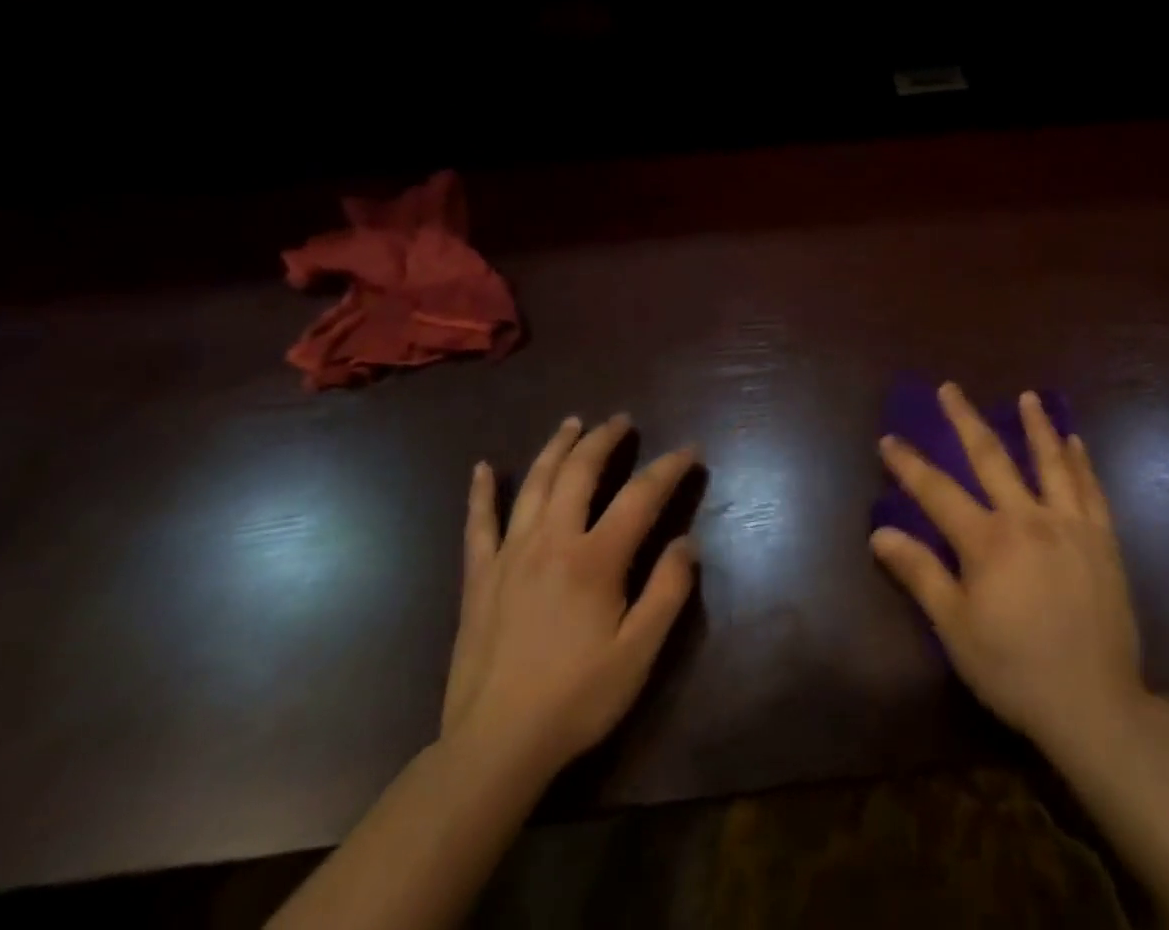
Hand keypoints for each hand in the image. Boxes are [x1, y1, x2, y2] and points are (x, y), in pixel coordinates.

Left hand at [441, 415, 699, 782]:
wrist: (494, 747)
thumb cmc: (576, 698)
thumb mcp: (639, 652)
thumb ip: (668, 591)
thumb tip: (687, 542)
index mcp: (595, 558)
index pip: (641, 495)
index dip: (669, 468)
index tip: (690, 451)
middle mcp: (552, 541)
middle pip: (581, 472)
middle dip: (605, 439)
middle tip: (622, 421)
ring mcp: (510, 556)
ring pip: (535, 485)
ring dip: (556, 448)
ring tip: (573, 424)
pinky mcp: (479, 578)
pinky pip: (478, 525)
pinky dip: (482, 493)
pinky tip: (484, 468)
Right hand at [870, 383, 1146, 759]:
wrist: (1095, 704)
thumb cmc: (1015, 669)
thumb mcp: (956, 629)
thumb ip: (920, 574)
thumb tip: (880, 533)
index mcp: (988, 541)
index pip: (937, 491)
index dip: (909, 464)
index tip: (888, 438)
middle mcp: (1028, 518)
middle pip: (991, 458)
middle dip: (965, 420)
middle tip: (950, 388)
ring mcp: (1070, 525)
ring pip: (1050, 462)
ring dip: (1036, 426)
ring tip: (1027, 397)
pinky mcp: (1102, 540)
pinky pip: (1091, 489)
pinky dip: (1080, 462)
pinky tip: (1075, 442)